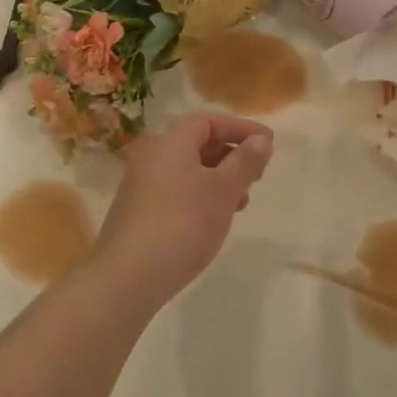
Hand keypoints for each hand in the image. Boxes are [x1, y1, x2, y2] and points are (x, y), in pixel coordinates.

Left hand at [94, 113, 274, 311]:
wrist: (128, 275)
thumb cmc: (182, 223)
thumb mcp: (223, 191)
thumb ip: (245, 162)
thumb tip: (260, 139)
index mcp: (169, 141)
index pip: (208, 121)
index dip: (240, 128)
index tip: (268, 143)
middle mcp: (151, 154)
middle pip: (196, 142)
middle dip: (231, 155)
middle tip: (257, 175)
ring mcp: (140, 183)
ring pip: (187, 169)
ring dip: (218, 178)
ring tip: (241, 202)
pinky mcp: (137, 209)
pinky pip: (175, 189)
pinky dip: (199, 194)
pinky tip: (213, 219)